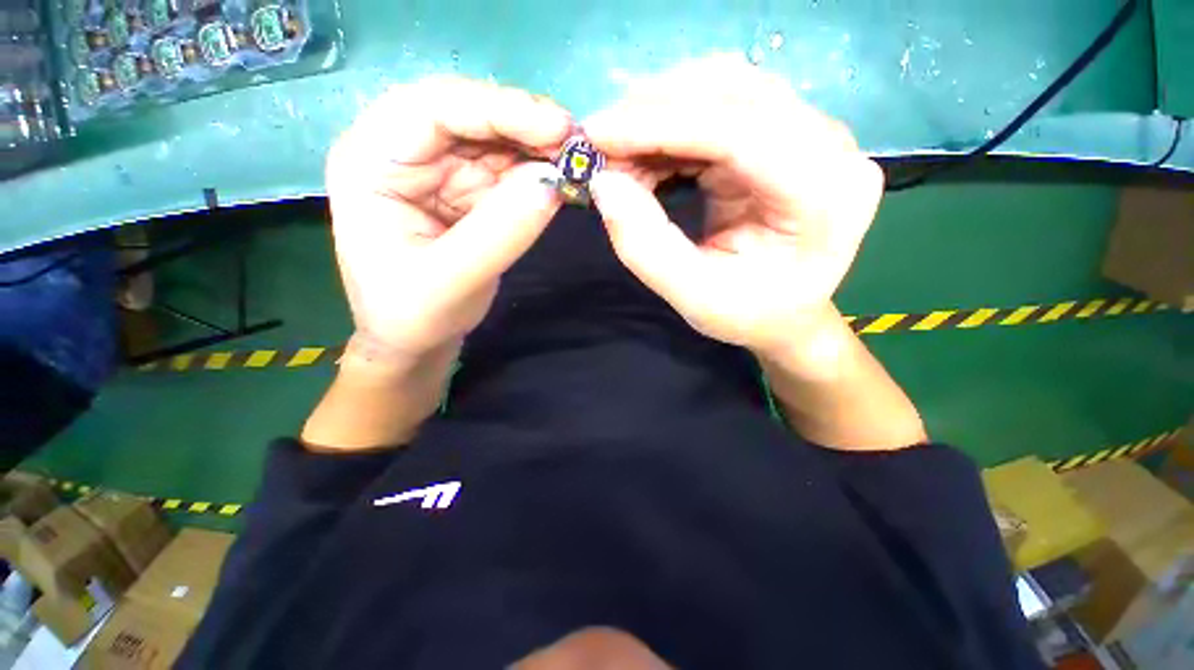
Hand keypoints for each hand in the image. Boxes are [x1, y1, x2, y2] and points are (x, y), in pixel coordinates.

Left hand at [325, 77, 570, 355]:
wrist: (414, 340)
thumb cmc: (412, 315)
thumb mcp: (451, 280)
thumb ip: (500, 232)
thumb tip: (554, 183)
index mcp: (372, 160)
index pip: (432, 108)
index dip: (498, 109)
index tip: (557, 127)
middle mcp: (403, 152)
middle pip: (468, 114)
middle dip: (525, 124)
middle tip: (577, 144)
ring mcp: (438, 170)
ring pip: (494, 139)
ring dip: (538, 148)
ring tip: (578, 162)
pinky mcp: (467, 191)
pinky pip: (506, 170)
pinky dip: (537, 173)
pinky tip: (561, 179)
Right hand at [585, 56, 884, 358]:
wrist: (786, 313)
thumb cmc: (749, 314)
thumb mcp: (693, 296)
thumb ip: (646, 246)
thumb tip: (602, 182)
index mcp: (825, 195)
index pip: (740, 131)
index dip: (661, 124)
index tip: (596, 133)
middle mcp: (831, 147)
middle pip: (735, 93)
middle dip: (654, 112)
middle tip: (600, 146)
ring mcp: (811, 132)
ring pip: (725, 87)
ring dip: (660, 113)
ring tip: (620, 154)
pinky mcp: (784, 132)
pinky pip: (721, 105)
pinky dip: (672, 123)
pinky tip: (646, 153)